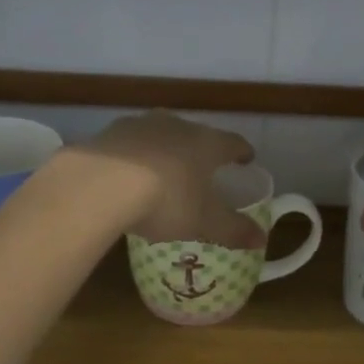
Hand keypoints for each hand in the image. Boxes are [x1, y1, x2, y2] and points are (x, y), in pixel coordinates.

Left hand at [72, 111, 264, 247]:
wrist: (101, 183)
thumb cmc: (167, 200)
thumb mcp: (204, 222)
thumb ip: (234, 230)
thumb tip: (262, 238)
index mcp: (207, 143)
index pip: (232, 142)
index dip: (241, 152)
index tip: (246, 158)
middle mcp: (177, 125)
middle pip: (196, 134)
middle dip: (201, 150)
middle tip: (203, 168)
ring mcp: (140, 125)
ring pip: (161, 134)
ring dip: (166, 150)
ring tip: (164, 170)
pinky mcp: (109, 133)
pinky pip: (129, 144)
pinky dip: (135, 156)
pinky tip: (128, 174)